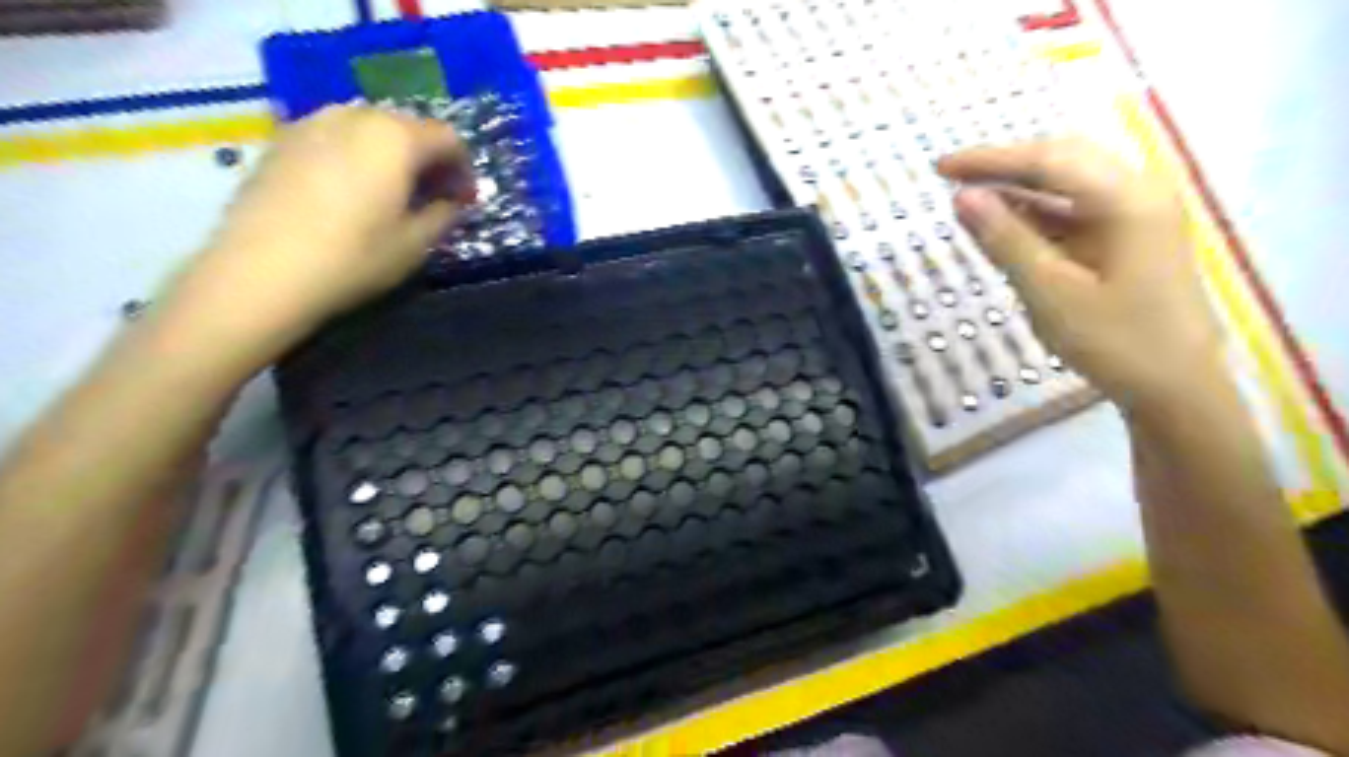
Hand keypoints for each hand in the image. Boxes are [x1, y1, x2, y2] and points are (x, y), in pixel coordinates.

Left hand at [169, 101, 473, 353]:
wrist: (261, 272)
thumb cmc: (353, 258)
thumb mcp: (415, 244)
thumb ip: (443, 215)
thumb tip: (451, 202)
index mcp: (395, 138)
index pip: (448, 138)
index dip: (464, 169)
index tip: (464, 201)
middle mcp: (355, 116)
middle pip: (408, 126)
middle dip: (428, 159)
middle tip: (433, 197)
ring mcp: (311, 123)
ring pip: (368, 127)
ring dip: (391, 155)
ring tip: (392, 193)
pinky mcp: (281, 140)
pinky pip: (335, 136)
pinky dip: (356, 155)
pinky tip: (352, 191)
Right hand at [940, 138, 1230, 414]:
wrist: (1175, 388)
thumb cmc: (1113, 341)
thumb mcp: (1049, 291)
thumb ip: (1005, 239)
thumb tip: (962, 197)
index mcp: (1125, 199)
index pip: (1047, 160)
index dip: (989, 160)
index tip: (939, 168)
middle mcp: (1137, 193)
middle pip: (1062, 160)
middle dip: (1004, 165)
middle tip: (951, 177)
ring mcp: (1135, 216)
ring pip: (1068, 184)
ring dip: (1018, 187)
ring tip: (970, 197)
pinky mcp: (1128, 239)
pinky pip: (1074, 212)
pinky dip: (1036, 213)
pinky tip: (1005, 223)